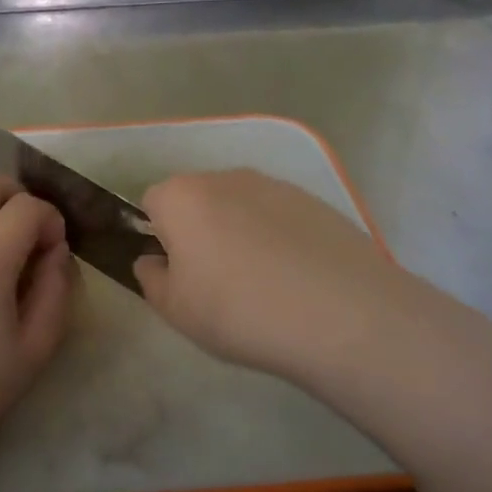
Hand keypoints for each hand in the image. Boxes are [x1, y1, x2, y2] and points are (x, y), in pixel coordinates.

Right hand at [134, 170, 418, 387]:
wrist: (340, 314)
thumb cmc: (238, 310)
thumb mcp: (175, 309)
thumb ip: (151, 279)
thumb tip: (152, 261)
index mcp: (181, 197)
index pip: (151, 203)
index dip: (158, 236)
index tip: (177, 272)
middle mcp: (224, 177)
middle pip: (197, 199)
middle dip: (199, 230)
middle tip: (216, 281)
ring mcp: (274, 185)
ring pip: (240, 205)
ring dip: (240, 232)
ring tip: (263, 283)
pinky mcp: (314, 200)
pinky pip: (279, 216)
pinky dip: (279, 238)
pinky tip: (297, 279)